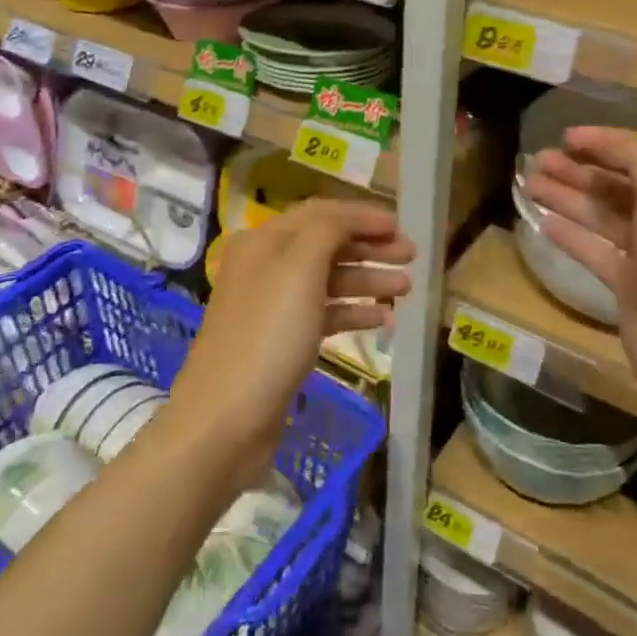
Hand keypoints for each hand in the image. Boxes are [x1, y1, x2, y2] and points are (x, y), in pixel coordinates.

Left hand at [165, 200, 414, 489]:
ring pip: (328, 281)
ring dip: (367, 280)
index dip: (361, 216)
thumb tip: (351, 217)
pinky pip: (323, 315)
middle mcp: (265, 267)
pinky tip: (382, 320)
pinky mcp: (281, 343)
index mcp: (263, 242)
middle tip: (411, 256)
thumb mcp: (298, 270)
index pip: (320, 214)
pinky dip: (353, 312)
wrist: (225, 421)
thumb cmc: (266, 337)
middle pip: (326, 245)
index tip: (400, 226)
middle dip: (369, 247)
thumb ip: (327, 231)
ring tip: (406, 288)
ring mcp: (272, 307)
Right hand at [525, 126, 636, 426]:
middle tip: (538, 160)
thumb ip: (636, 154)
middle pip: (621, 183)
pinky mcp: (631, 288)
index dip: (604, 141)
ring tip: (529, 182)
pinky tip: (542, 221)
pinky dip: (570, 234)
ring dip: (568, 196)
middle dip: (580, 168)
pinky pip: (595, 251)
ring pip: (603, 216)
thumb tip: (601, 141)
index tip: (563, 136)